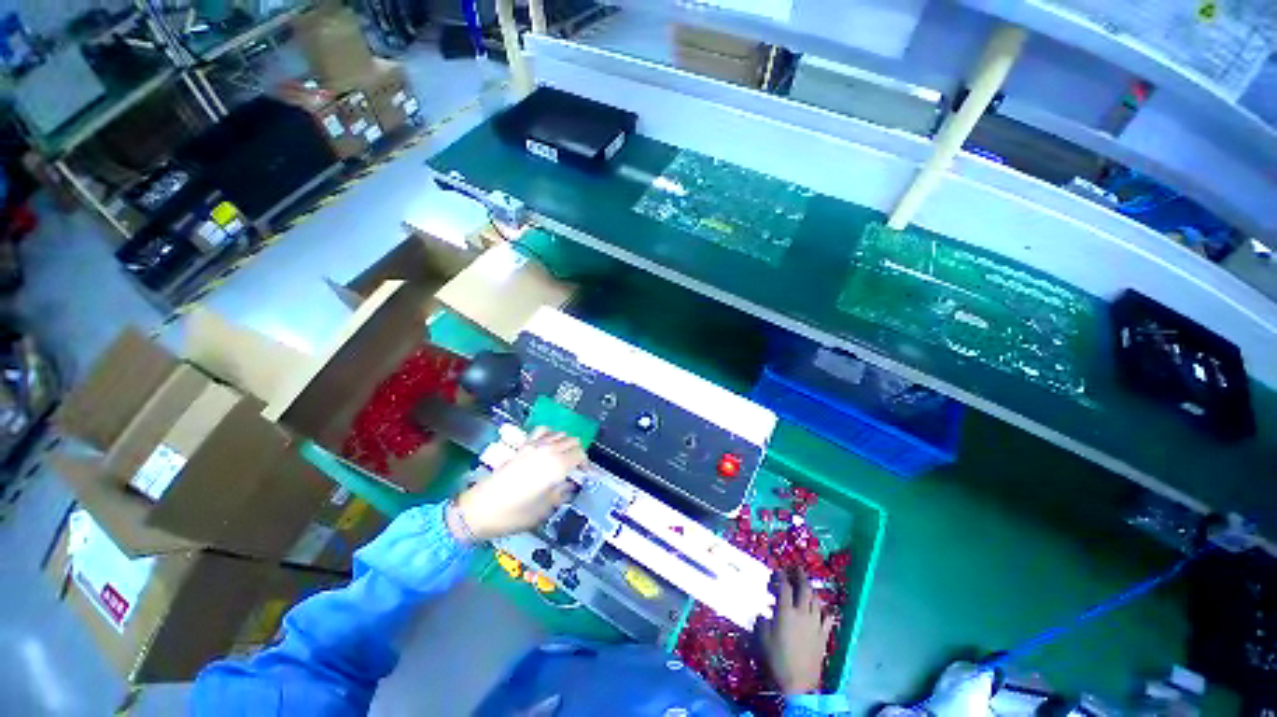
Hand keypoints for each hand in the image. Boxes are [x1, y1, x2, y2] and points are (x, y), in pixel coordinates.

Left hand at [452, 429, 585, 541]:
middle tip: (574, 468)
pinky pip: (542, 431)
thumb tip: (569, 487)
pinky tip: (546, 446)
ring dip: (565, 443)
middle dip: (577, 452)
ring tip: (562, 457)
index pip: (580, 455)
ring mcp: (534, 445)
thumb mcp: (544, 510)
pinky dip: (550, 435)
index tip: (584, 475)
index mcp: (557, 466)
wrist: (479, 510)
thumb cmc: (514, 514)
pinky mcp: (522, 446)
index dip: (585, 464)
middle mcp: (548, 451)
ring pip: (560, 433)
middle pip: (572, 441)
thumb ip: (561, 495)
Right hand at [759, 569, 833, 695]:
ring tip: (807, 586)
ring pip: (817, 600)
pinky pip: (827, 618)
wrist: (799, 683)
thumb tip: (763, 614)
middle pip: (804, 588)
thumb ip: (762, 622)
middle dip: (800, 576)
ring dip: (812, 590)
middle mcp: (802, 613)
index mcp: (786, 612)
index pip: (784, 587)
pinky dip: (824, 611)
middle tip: (797, 569)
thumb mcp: (763, 639)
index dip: (780, 576)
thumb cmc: (777, 659)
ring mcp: (815, 624)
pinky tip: (822, 610)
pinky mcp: (823, 635)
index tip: (777, 571)